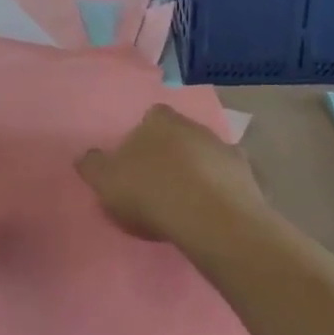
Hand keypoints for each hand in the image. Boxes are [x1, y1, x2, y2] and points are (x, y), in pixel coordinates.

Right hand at [77, 104, 269, 252]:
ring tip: (186, 202)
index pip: (151, 117)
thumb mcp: (105, 181)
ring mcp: (225, 149)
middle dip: (172, 152)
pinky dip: (221, 190)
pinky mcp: (248, 176)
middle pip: (180, 134)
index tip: (137, 161)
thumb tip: (86, 156)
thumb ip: (92, 165)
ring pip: (207, 154)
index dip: (144, 136)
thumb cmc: (150, 192)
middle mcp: (194, 126)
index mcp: (159, 121)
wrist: (209, 217)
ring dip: (198, 170)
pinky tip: (212, 212)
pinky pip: (229, 179)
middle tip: (160, 183)